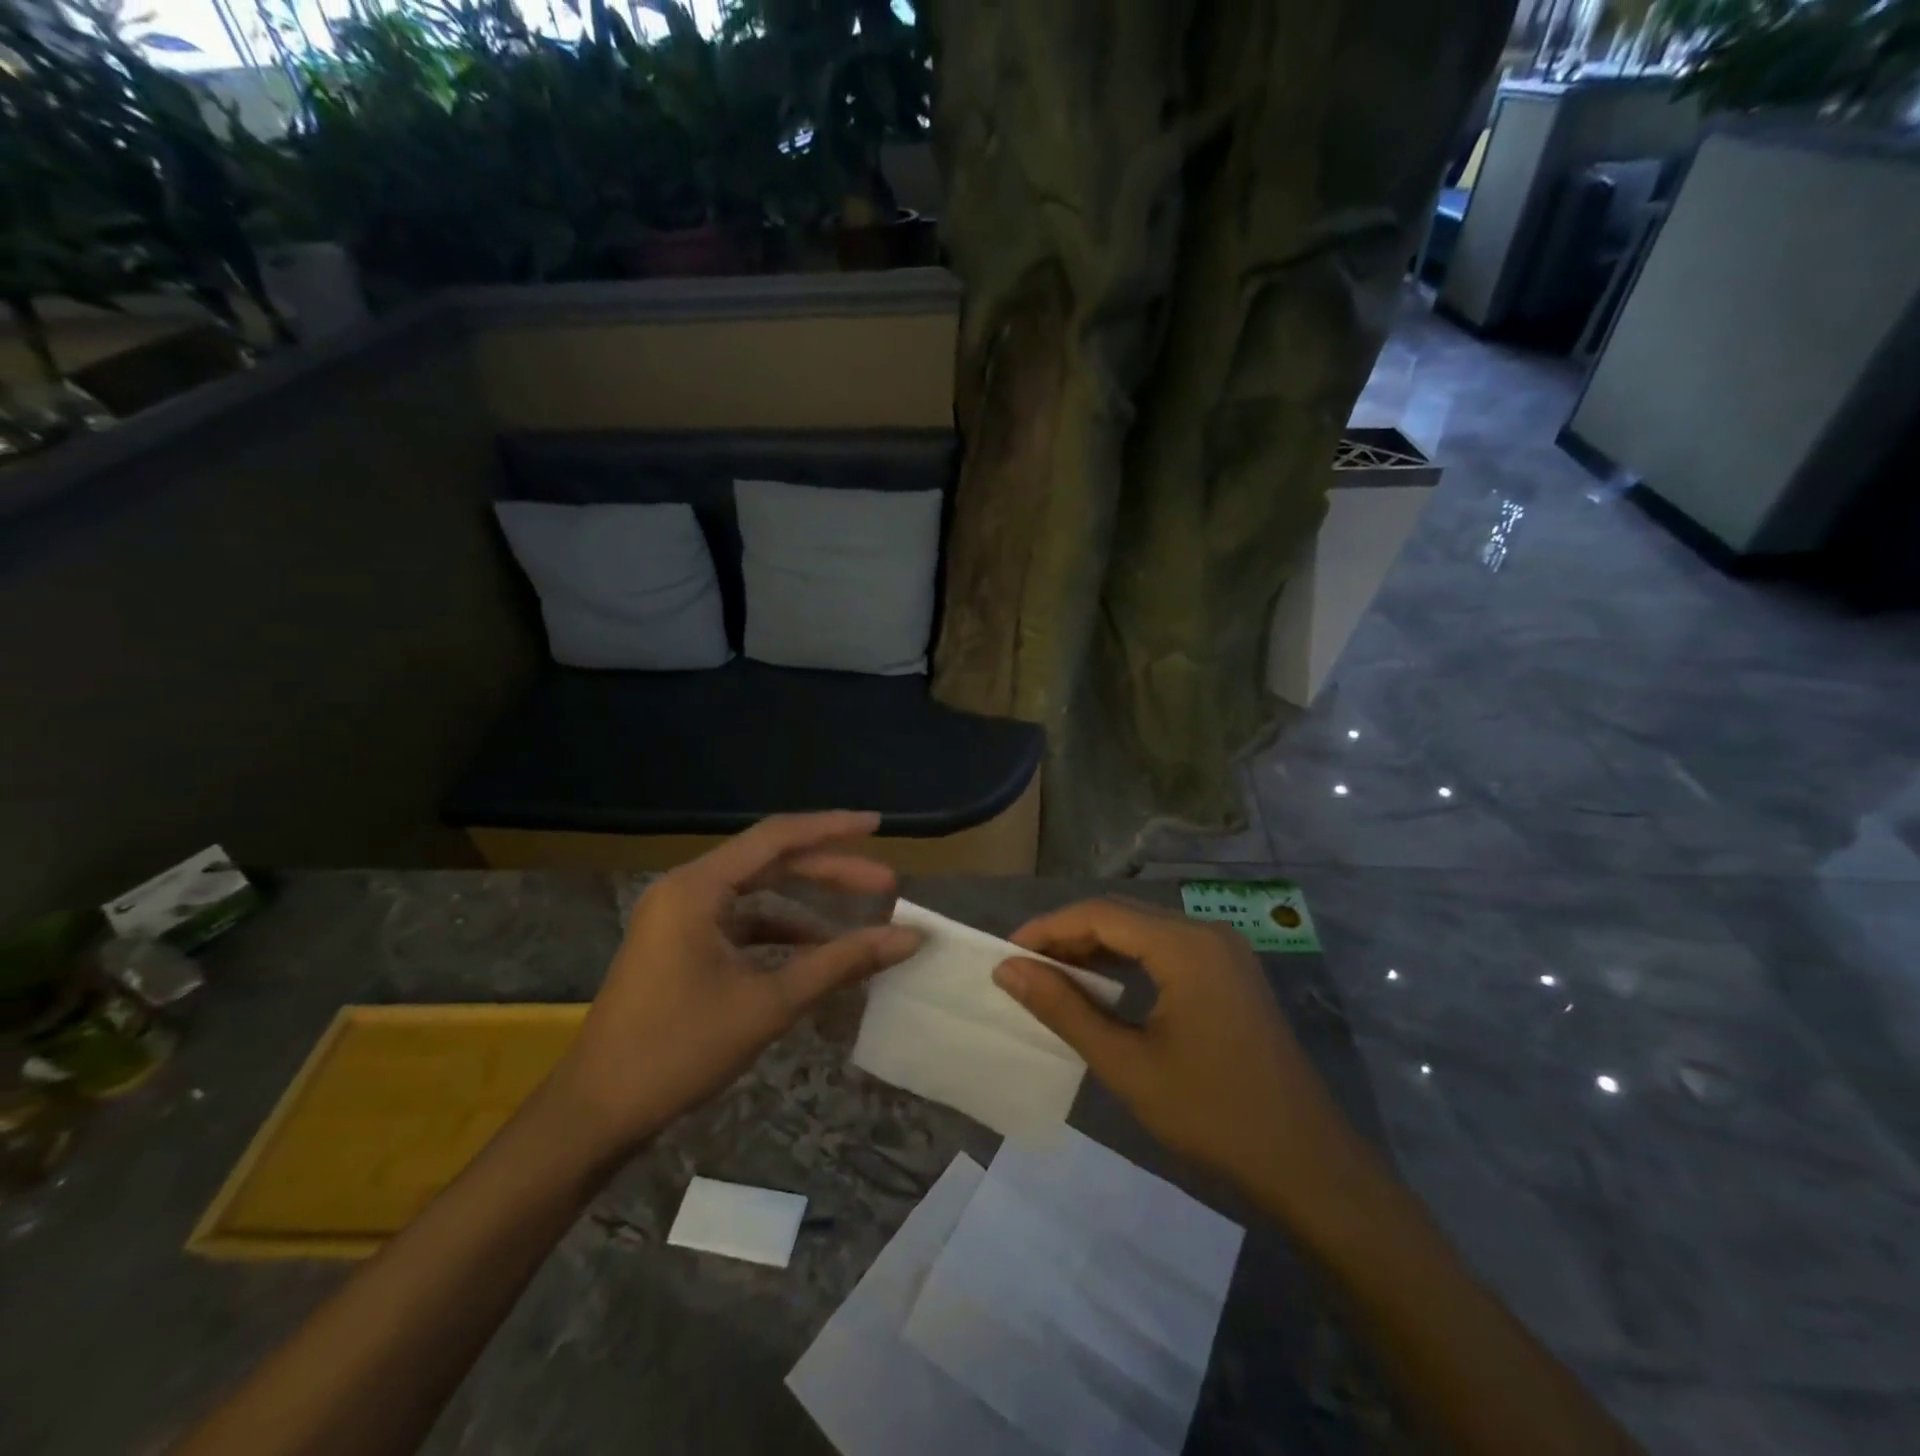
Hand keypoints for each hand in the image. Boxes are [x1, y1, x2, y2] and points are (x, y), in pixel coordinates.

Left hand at [553, 812, 921, 1155]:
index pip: (777, 837)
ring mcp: (678, 919)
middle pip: (770, 863)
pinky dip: (779, 935)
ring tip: (858, 925)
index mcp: (698, 887)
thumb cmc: (679, 1050)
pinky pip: (740, 925)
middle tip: (885, 885)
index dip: (832, 828)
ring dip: (807, 908)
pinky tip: (814, 956)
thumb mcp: (769, 1003)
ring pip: (757, 895)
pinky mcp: (679, 947)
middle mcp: (686, 890)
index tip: (878, 826)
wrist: (595, 1115)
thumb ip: (840, 962)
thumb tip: (909, 937)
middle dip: (829, 872)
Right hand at [993, 899, 1367, 1219]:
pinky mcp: (1231, 970)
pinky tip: (1103, 984)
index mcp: (1185, 946)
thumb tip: (1008, 970)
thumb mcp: (1126, 1064)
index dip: (1047, 928)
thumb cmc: (1211, 1114)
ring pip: (1144, 928)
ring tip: (1053, 975)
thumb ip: (1064, 1009)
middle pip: (1121, 913)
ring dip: (1096, 945)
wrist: (1306, 1163)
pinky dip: (1128, 958)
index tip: (1007, 953)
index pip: (1099, 913)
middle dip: (1068, 935)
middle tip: (1025, 967)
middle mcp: (1207, 932)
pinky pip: (1167, 947)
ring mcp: (1224, 950)